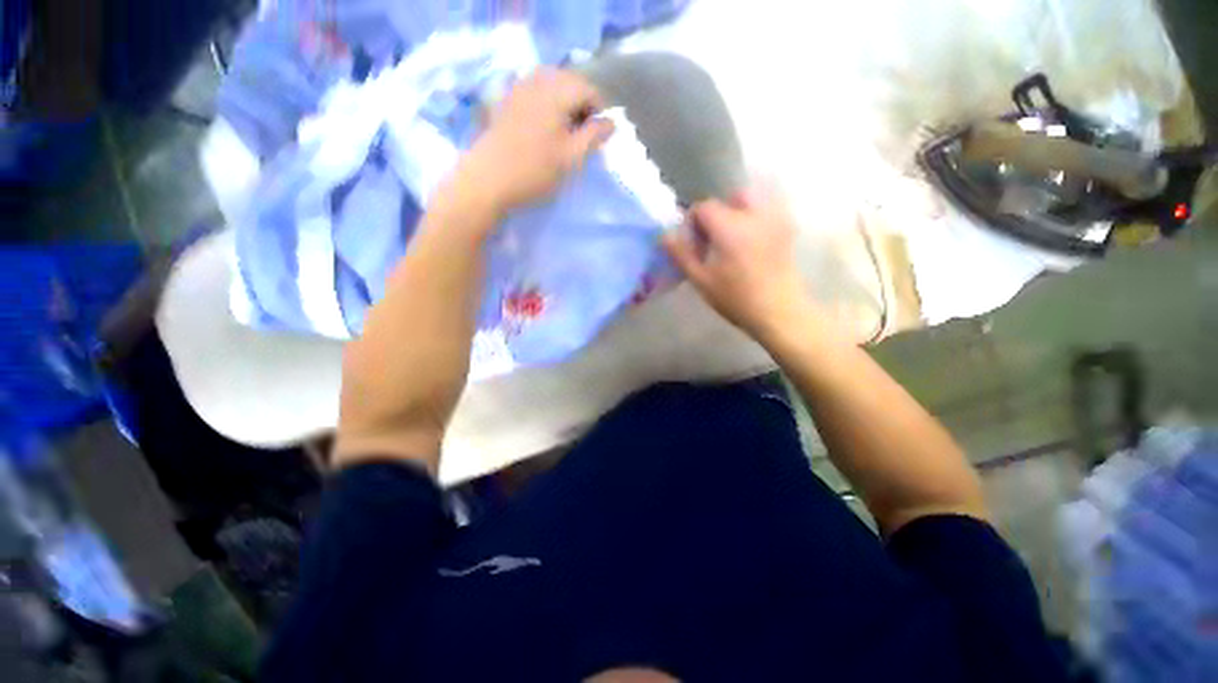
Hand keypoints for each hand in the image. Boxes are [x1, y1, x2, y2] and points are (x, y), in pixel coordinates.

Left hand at [457, 69, 614, 214]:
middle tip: (582, 135)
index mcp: (555, 91)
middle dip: (581, 105)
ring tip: (564, 134)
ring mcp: (518, 88)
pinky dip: (546, 105)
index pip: (588, 88)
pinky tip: (543, 129)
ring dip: (564, 105)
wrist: (487, 180)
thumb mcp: (572, 158)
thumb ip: (594, 136)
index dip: (599, 111)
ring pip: (551, 86)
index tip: (598, 136)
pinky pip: (534, 92)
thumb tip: (611, 122)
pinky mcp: (506, 100)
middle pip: (569, 82)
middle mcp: (536, 80)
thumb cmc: (534, 170)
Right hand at [664, 184, 817, 342]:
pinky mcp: (787, 230)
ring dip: (737, 213)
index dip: (693, 222)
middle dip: (718, 214)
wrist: (779, 312)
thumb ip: (682, 255)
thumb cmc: (736, 299)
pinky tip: (751, 244)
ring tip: (732, 241)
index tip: (693, 244)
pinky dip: (754, 218)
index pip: (704, 207)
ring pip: (752, 201)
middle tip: (713, 240)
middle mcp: (754, 215)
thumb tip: (665, 235)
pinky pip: (768, 211)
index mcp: (730, 227)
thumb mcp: (702, 280)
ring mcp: (775, 220)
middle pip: (730, 198)